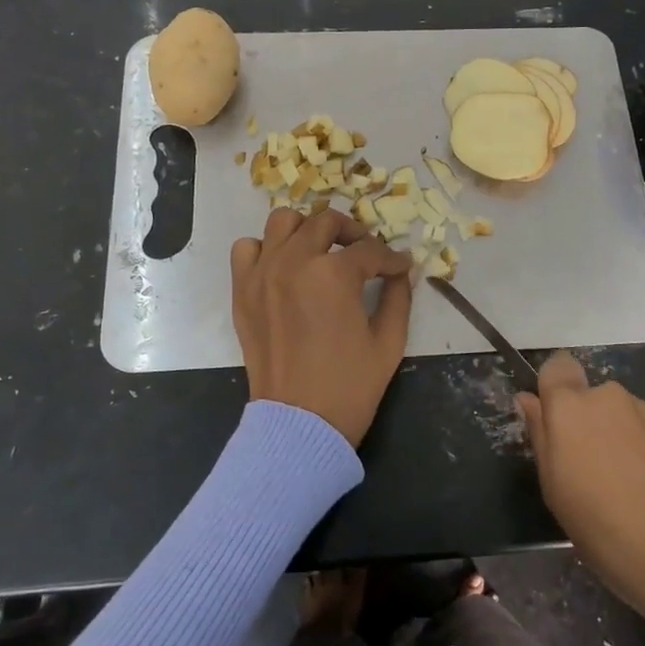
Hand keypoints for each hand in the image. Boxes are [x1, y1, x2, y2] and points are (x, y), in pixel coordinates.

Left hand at [231, 206, 413, 446]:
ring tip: (322, 252)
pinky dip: (266, 249)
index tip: (400, 267)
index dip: (391, 258)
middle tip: (366, 254)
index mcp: (334, 274)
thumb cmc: (350, 386)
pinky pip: (247, 248)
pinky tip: (284, 268)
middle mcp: (294, 262)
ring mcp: (263, 273)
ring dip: (308, 230)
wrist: (299, 423)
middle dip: (353, 233)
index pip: (369, 250)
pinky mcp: (242, 290)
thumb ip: (398, 297)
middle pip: (326, 222)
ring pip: (283, 222)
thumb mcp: (389, 342)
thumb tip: (402, 271)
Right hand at [519, 353, 644, 645]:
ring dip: (622, 439)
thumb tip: (530, 400)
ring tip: (629, 489)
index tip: (555, 421)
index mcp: (572, 405)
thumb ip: (541, 435)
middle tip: (590, 470)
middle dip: (590, 422)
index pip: (558, 366)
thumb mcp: (554, 487)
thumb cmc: (600, 524)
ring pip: (626, 417)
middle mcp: (612, 397)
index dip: (555, 387)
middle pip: (593, 397)